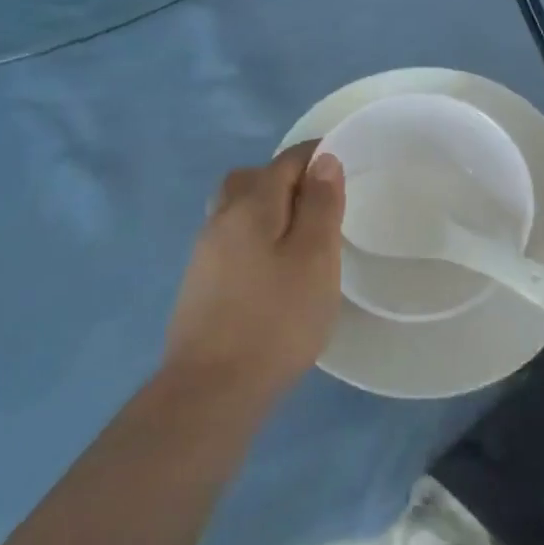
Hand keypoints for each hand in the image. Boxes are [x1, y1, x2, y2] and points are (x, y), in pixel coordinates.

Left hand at [163, 141, 344, 401]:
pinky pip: (231, 239)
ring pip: (236, 209)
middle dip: (284, 178)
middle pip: (252, 179)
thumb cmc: (276, 319)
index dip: (316, 155)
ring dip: (266, 208)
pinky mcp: (199, 284)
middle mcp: (221, 219)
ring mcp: (204, 253)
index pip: (285, 161)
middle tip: (318, 200)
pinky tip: (271, 267)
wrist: (212, 390)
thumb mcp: (315, 258)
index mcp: (251, 205)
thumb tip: (323, 160)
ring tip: (298, 235)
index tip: (343, 162)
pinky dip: (254, 236)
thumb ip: (320, 205)